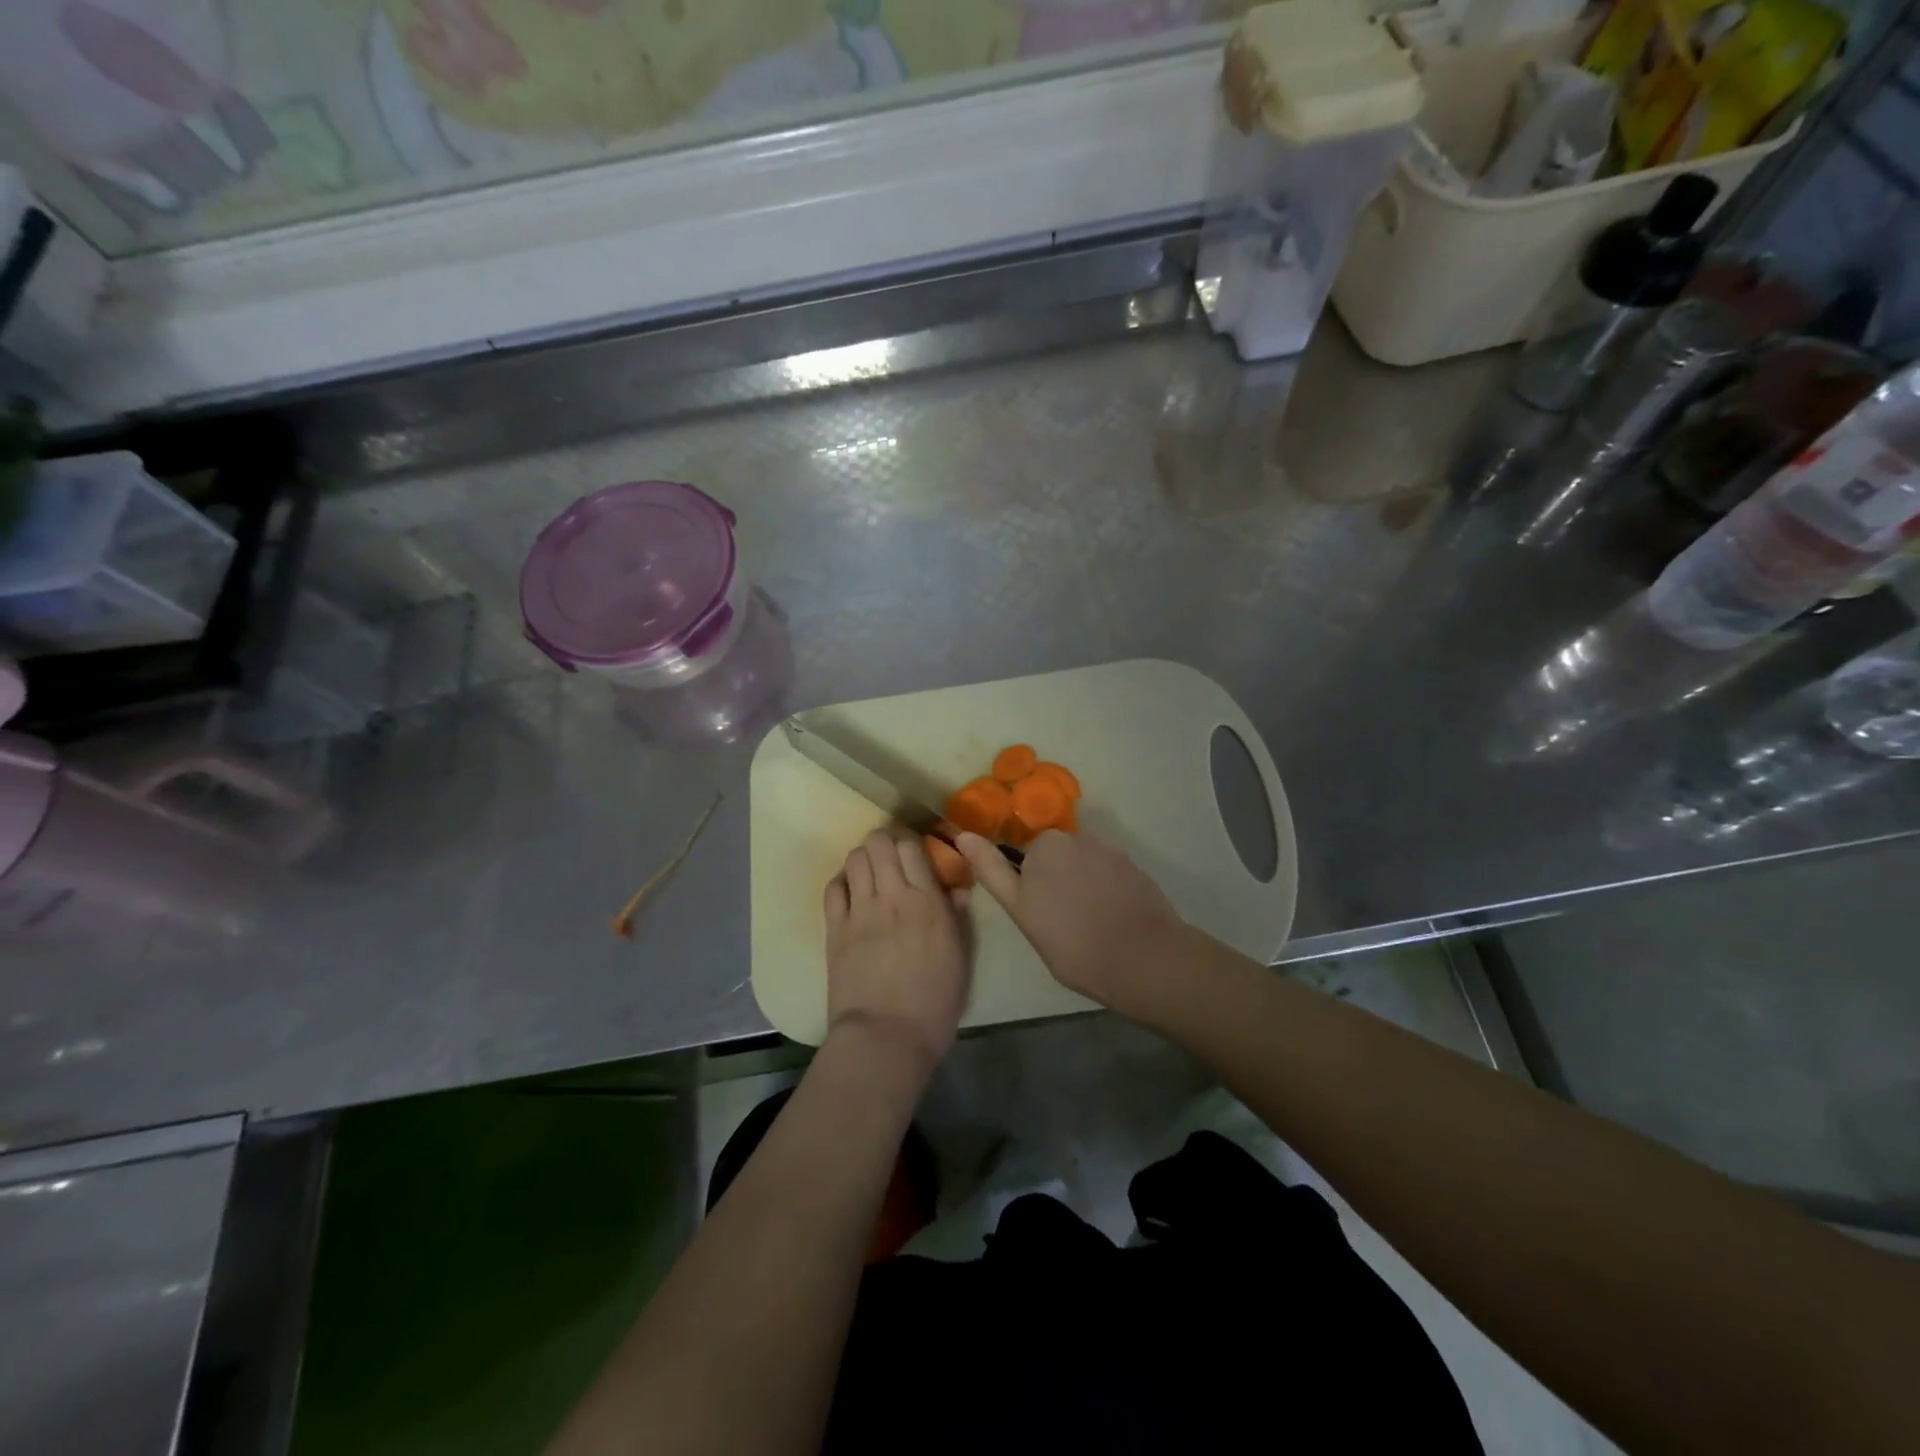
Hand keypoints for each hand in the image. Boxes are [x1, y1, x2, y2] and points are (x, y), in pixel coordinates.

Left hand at [824, 832, 971, 1071]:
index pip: (912, 847)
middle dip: (884, 844)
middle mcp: (892, 895)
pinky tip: (850, 894)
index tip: (914, 858)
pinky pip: (833, 888)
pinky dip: (842, 882)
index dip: (911, 845)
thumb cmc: (934, 1003)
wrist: (886, 1036)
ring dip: (863, 859)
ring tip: (869, 875)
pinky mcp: (835, 928)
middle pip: (879, 843)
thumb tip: (956, 890)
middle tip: (890, 861)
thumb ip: (957, 918)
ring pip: (855, 858)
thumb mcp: (960, 958)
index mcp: (928, 901)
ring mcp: (860, 910)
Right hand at [957, 829, 1187, 1015]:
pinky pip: (1109, 876)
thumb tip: (963, 835)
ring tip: (1088, 926)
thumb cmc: (1071, 941)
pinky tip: (1111, 921)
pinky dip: (1106, 893)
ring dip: (1081, 886)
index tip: (1039, 913)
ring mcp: (1111, 851)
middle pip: (1056, 857)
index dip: (1029, 885)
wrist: (1143, 959)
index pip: (1026, 858)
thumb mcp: (1021, 910)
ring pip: (1083, 866)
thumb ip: (992, 870)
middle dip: (1055, 881)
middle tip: (1058, 923)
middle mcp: (1078, 837)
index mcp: (1045, 844)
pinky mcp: (1136, 869)